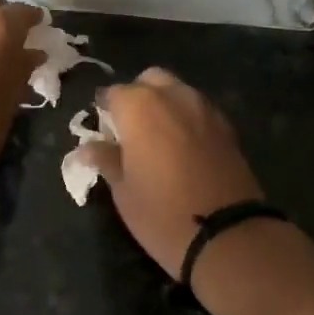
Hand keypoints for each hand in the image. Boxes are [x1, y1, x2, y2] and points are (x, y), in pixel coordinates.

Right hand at [84, 68, 264, 279]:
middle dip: (138, 96)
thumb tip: (85, 149)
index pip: (113, 93)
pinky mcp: (227, 126)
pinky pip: (199, 109)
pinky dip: (187, 118)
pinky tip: (183, 146)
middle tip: (130, 129)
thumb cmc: (161, 213)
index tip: (102, 129)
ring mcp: (204, 108)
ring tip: (157, 137)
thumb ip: (106, 159)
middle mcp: (173, 96)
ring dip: (165, 103)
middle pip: (150, 80)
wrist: (227, 234)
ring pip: (178, 90)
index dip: (105, 109)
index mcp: (139, 106)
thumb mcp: (123, 190)